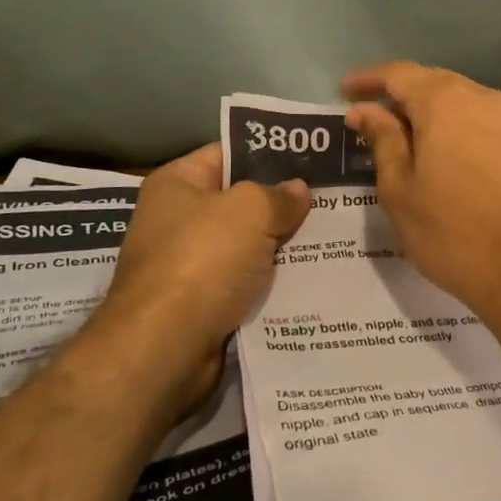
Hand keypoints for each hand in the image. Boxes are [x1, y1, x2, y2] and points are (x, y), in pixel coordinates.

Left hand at [85, 144, 310, 409]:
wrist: (166, 347)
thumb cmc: (203, 261)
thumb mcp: (250, 210)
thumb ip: (279, 195)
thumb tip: (299, 190)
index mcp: (178, 184)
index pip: (229, 153)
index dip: (270, 152)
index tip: (314, 158)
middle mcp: (178, 220)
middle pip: (242, 202)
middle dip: (284, 203)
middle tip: (334, 198)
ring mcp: (190, 264)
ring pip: (250, 245)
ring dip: (284, 245)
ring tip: (334, 235)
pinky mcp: (204, 303)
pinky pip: (248, 282)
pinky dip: (275, 281)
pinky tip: (314, 276)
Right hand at [341, 62, 500, 319]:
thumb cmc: (454, 233)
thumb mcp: (402, 191)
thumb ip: (383, 142)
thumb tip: (366, 111)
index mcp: (445, 102)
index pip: (399, 74)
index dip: (368, 80)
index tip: (344, 91)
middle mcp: (484, 98)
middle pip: (434, 83)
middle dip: (401, 95)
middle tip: (372, 118)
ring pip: (463, 103)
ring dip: (432, 114)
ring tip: (408, 140)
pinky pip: (485, 124)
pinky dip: (459, 130)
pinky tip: (449, 156)